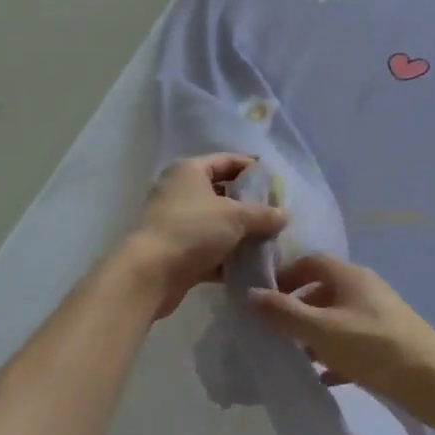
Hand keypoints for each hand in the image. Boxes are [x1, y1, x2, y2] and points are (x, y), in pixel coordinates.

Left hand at [126, 154, 285, 318]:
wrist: (150, 273)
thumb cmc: (192, 230)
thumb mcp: (235, 217)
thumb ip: (263, 214)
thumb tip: (284, 215)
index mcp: (190, 171)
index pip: (227, 161)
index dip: (252, 169)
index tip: (277, 181)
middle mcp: (180, 191)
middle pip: (222, 193)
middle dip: (250, 205)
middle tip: (276, 214)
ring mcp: (177, 222)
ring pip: (217, 224)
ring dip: (241, 234)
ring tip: (270, 241)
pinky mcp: (177, 251)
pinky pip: (209, 249)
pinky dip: (228, 257)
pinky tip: (251, 266)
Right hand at [247, 255, 434, 424]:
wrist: (432, 381)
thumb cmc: (373, 347)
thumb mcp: (322, 330)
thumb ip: (285, 313)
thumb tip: (251, 293)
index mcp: (350, 277)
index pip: (312, 262)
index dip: (286, 275)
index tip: (265, 296)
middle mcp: (365, 289)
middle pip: (324, 290)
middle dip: (298, 307)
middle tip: (275, 329)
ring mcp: (379, 315)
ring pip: (338, 318)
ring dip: (315, 333)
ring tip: (295, 356)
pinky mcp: (388, 341)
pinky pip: (353, 342)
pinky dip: (335, 354)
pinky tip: (323, 377)